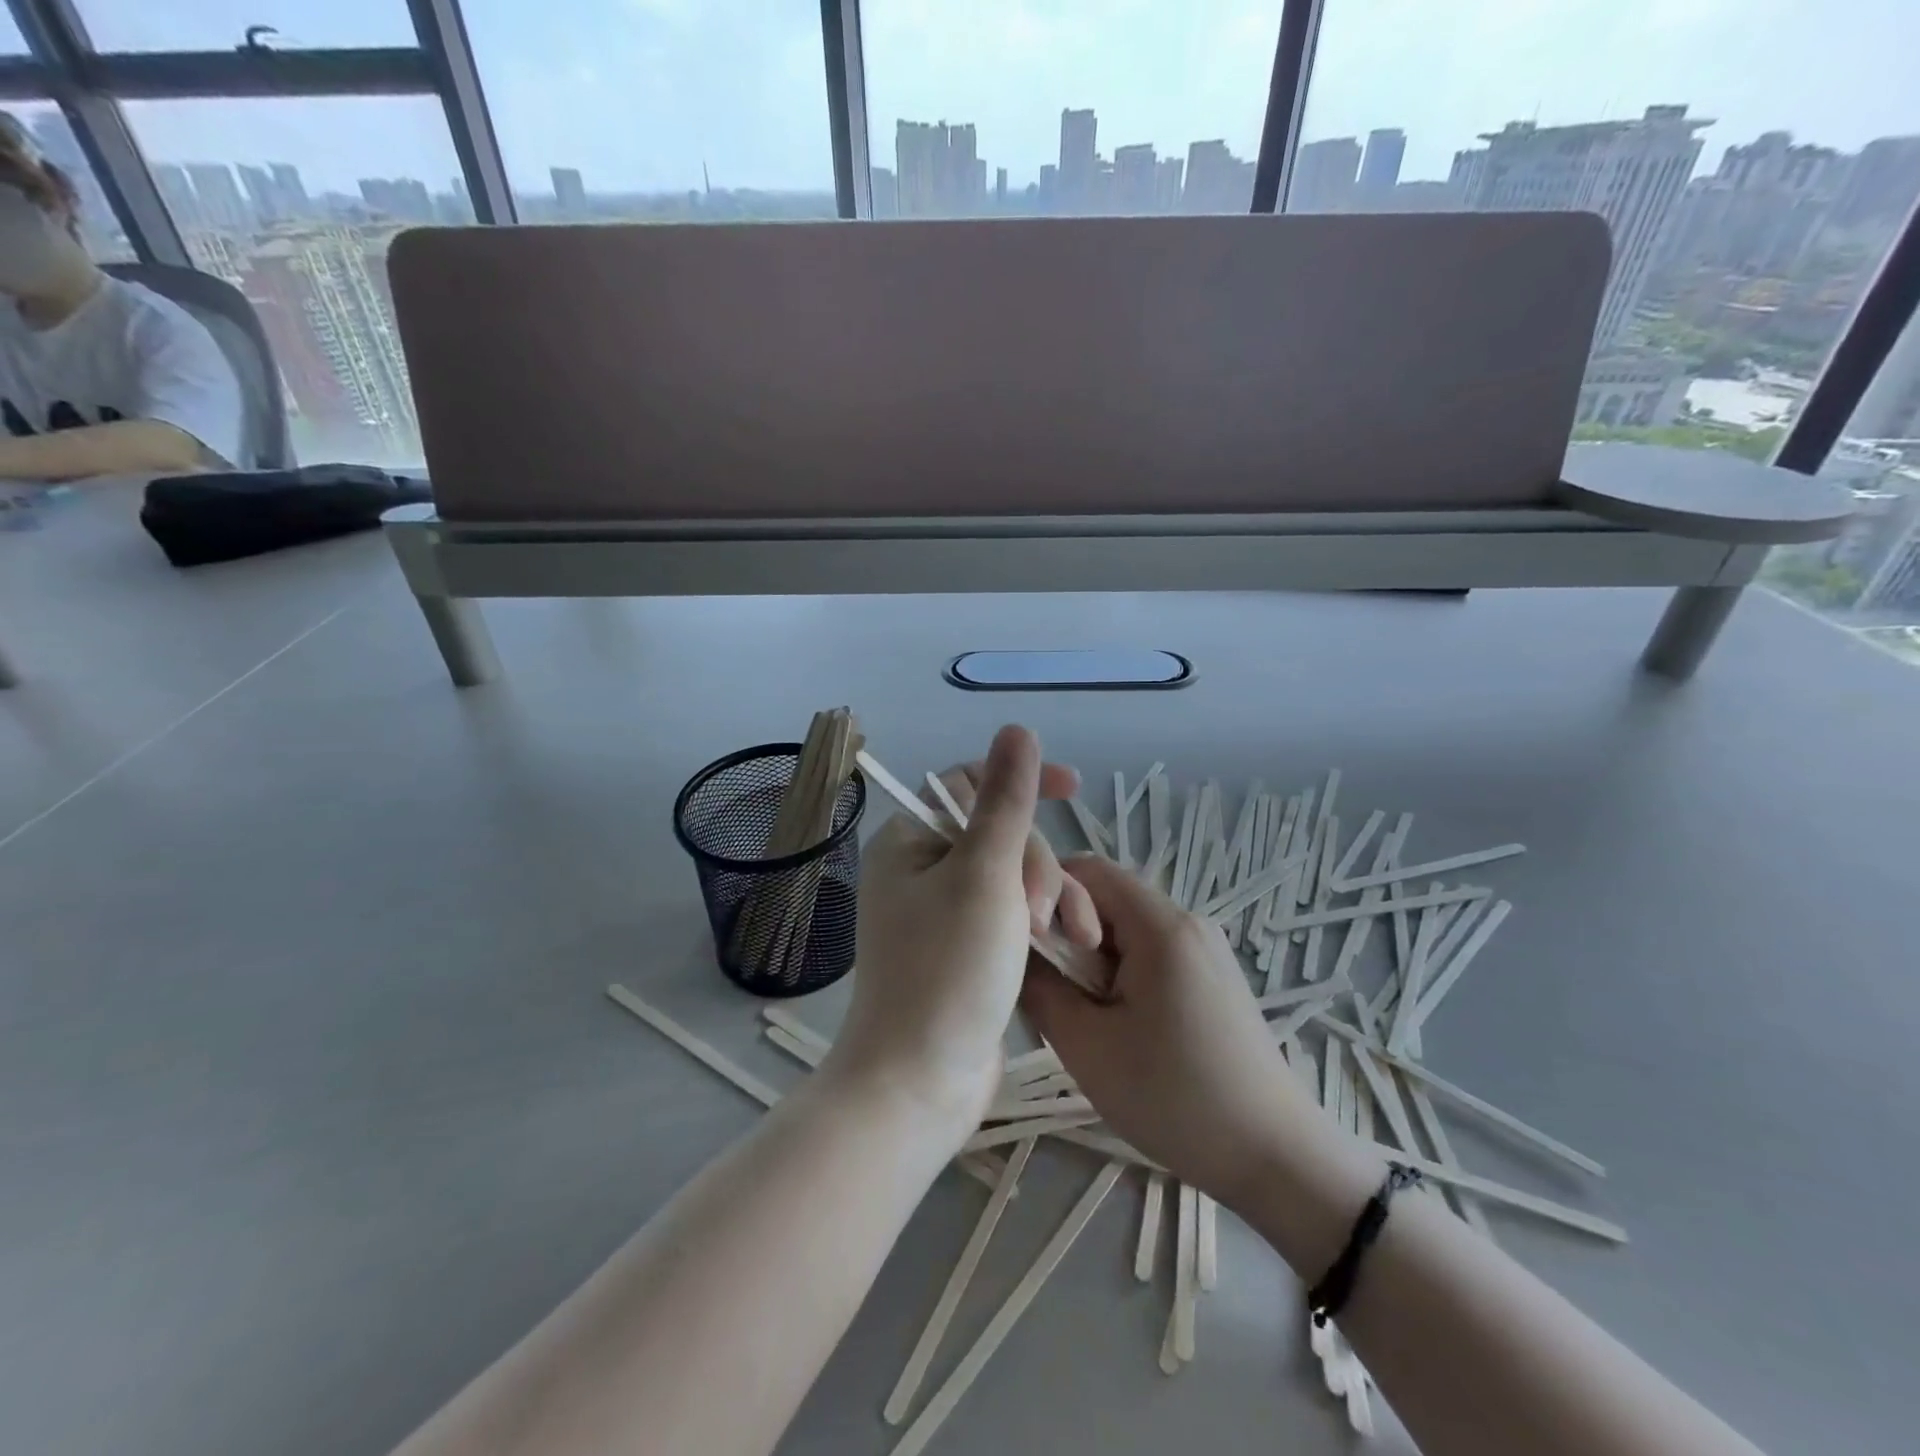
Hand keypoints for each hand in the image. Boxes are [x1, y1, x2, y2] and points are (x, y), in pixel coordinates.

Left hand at [828, 726, 1100, 1142]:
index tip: (1073, 787)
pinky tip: (1071, 947)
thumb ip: (1005, 801)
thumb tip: (1016, 730)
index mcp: (910, 842)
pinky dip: (1042, 926)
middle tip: (1042, 913)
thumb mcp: (984, 874)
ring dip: (1049, 897)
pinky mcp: (966, 953)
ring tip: (1069, 938)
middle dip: (1036, 865)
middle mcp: (920, 871)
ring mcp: (943, 915)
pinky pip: (1012, 917)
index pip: (968, 785)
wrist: (920, 1082)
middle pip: (999, 837)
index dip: (1020, 780)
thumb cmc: (947, 969)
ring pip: (1014, 879)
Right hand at [1019, 855, 1318, 1207]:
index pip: (1088, 870)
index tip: (1022, 941)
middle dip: (1068, 933)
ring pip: (1128, 929)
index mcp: (1160, 926)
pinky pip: (1153, 952)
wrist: (1277, 1160)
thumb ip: (1040, 988)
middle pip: (1108, 898)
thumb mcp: (1087, 1047)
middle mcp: (1188, 922)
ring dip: (1093, 959)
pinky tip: (1121, 1027)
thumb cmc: (1175, 1098)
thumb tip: (1014, 952)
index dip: (1044, 891)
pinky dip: (1123, 974)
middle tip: (1050, 990)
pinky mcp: (1214, 977)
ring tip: (1084, 1017)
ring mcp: (1206, 949)